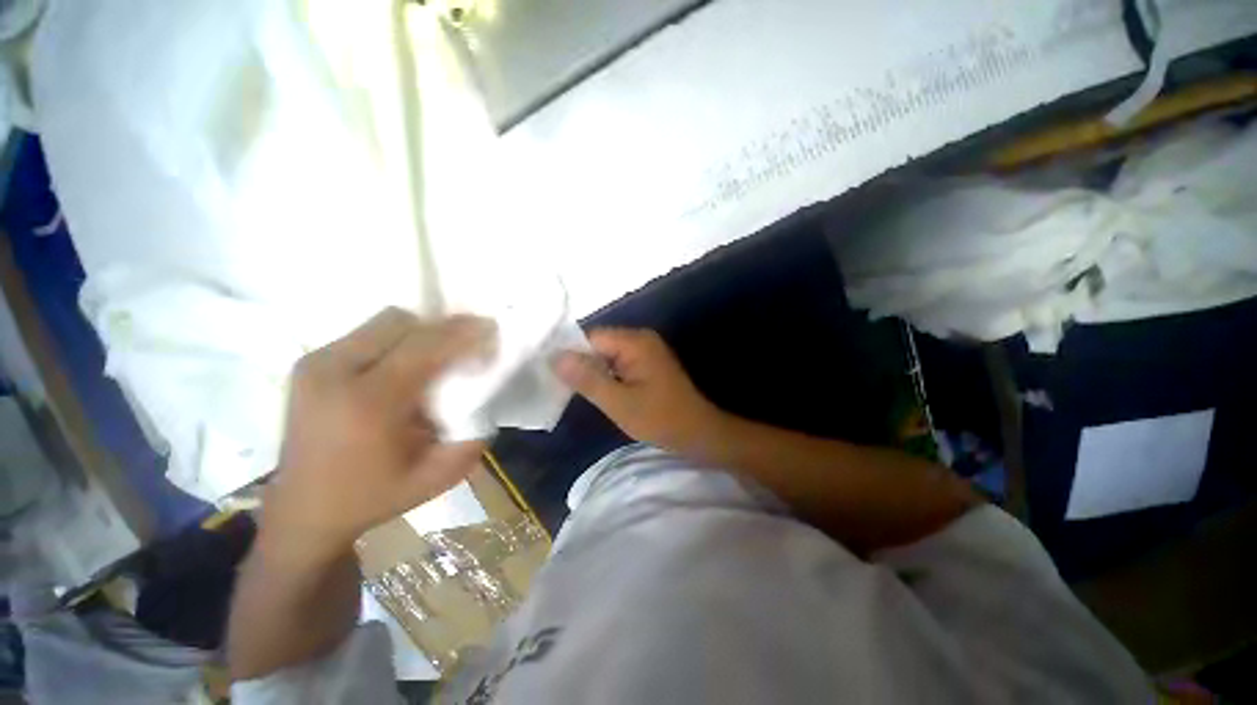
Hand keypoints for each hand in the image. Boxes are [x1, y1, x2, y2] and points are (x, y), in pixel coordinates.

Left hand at [261, 308, 494, 565]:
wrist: (303, 510)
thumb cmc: (374, 496)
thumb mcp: (437, 477)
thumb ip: (472, 437)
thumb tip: (487, 395)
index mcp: (369, 403)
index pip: (425, 345)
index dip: (462, 331)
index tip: (489, 328)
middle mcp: (335, 373)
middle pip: (403, 322)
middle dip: (441, 328)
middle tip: (464, 346)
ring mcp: (316, 364)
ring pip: (384, 322)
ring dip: (418, 333)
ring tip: (435, 357)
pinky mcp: (308, 363)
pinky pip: (366, 333)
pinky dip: (396, 341)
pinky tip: (404, 366)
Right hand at [554, 328, 725, 454]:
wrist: (698, 433)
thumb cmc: (660, 419)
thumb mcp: (619, 403)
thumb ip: (587, 379)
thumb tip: (555, 357)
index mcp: (635, 342)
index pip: (591, 338)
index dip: (569, 354)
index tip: (549, 373)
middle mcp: (640, 339)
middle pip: (599, 345)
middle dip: (580, 364)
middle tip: (558, 386)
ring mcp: (645, 351)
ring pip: (607, 356)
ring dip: (592, 372)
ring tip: (571, 390)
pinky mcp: (647, 365)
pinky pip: (618, 364)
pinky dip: (606, 376)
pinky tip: (595, 391)